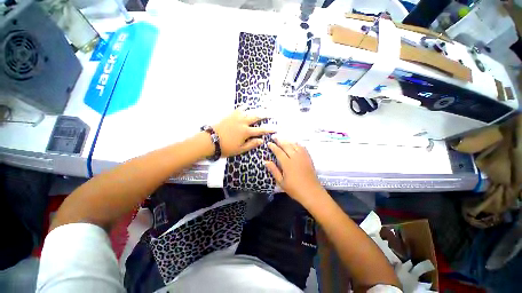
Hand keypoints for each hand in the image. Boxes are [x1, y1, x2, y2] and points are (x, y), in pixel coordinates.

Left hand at [213, 108, 273, 156]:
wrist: (210, 140)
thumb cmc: (226, 147)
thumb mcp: (240, 149)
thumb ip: (251, 144)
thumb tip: (262, 140)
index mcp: (246, 132)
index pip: (261, 130)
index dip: (269, 129)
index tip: (276, 128)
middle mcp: (243, 122)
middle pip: (256, 117)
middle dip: (265, 115)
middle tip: (271, 113)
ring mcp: (236, 117)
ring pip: (249, 111)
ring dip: (256, 109)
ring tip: (261, 108)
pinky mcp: (230, 115)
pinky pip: (238, 109)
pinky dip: (243, 107)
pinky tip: (246, 106)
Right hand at [265, 139, 323, 205]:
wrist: (312, 192)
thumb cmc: (294, 189)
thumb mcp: (281, 182)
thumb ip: (274, 170)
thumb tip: (265, 161)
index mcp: (287, 164)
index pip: (278, 152)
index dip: (273, 146)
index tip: (269, 143)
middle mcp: (295, 157)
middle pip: (287, 145)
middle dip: (280, 140)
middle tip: (274, 137)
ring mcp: (303, 157)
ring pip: (295, 145)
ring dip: (288, 141)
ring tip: (283, 139)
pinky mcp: (308, 158)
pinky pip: (302, 148)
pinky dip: (297, 144)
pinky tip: (295, 144)